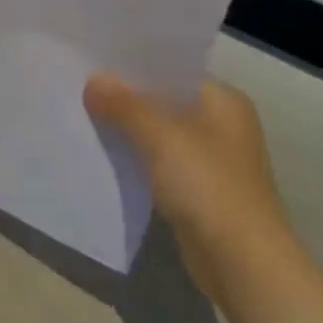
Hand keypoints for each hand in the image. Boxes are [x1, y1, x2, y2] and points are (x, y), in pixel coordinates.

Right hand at [85, 73, 297, 302]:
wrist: (241, 260)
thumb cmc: (208, 185)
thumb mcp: (161, 136)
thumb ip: (125, 105)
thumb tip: (94, 80)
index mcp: (224, 101)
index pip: (173, 70)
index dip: (134, 66)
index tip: (93, 61)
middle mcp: (221, 124)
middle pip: (164, 101)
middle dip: (125, 97)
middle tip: (80, 87)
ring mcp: (211, 159)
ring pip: (159, 132)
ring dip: (127, 128)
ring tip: (83, 115)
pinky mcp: (198, 189)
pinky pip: (158, 161)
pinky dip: (135, 156)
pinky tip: (104, 154)